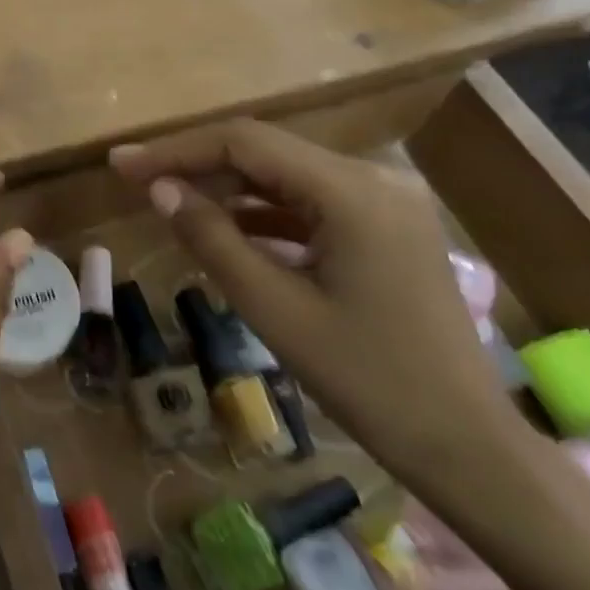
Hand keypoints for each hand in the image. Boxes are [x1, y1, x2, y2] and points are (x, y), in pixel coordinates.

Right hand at [110, 121, 522, 487]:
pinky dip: (263, 212)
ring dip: (227, 187)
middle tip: (135, 180)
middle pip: (266, 153)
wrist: (467, 446)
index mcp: (354, 191)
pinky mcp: (387, 227)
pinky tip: (225, 227)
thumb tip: (159, 189)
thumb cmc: (369, 382)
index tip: (122, 164)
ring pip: (285, 176)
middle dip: (196, 164)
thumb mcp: (274, 309)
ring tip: (169, 200)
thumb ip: (212, 239)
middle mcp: (375, 179)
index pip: (245, 143)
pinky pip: (310, 203)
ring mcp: (386, 202)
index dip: (177, 150)